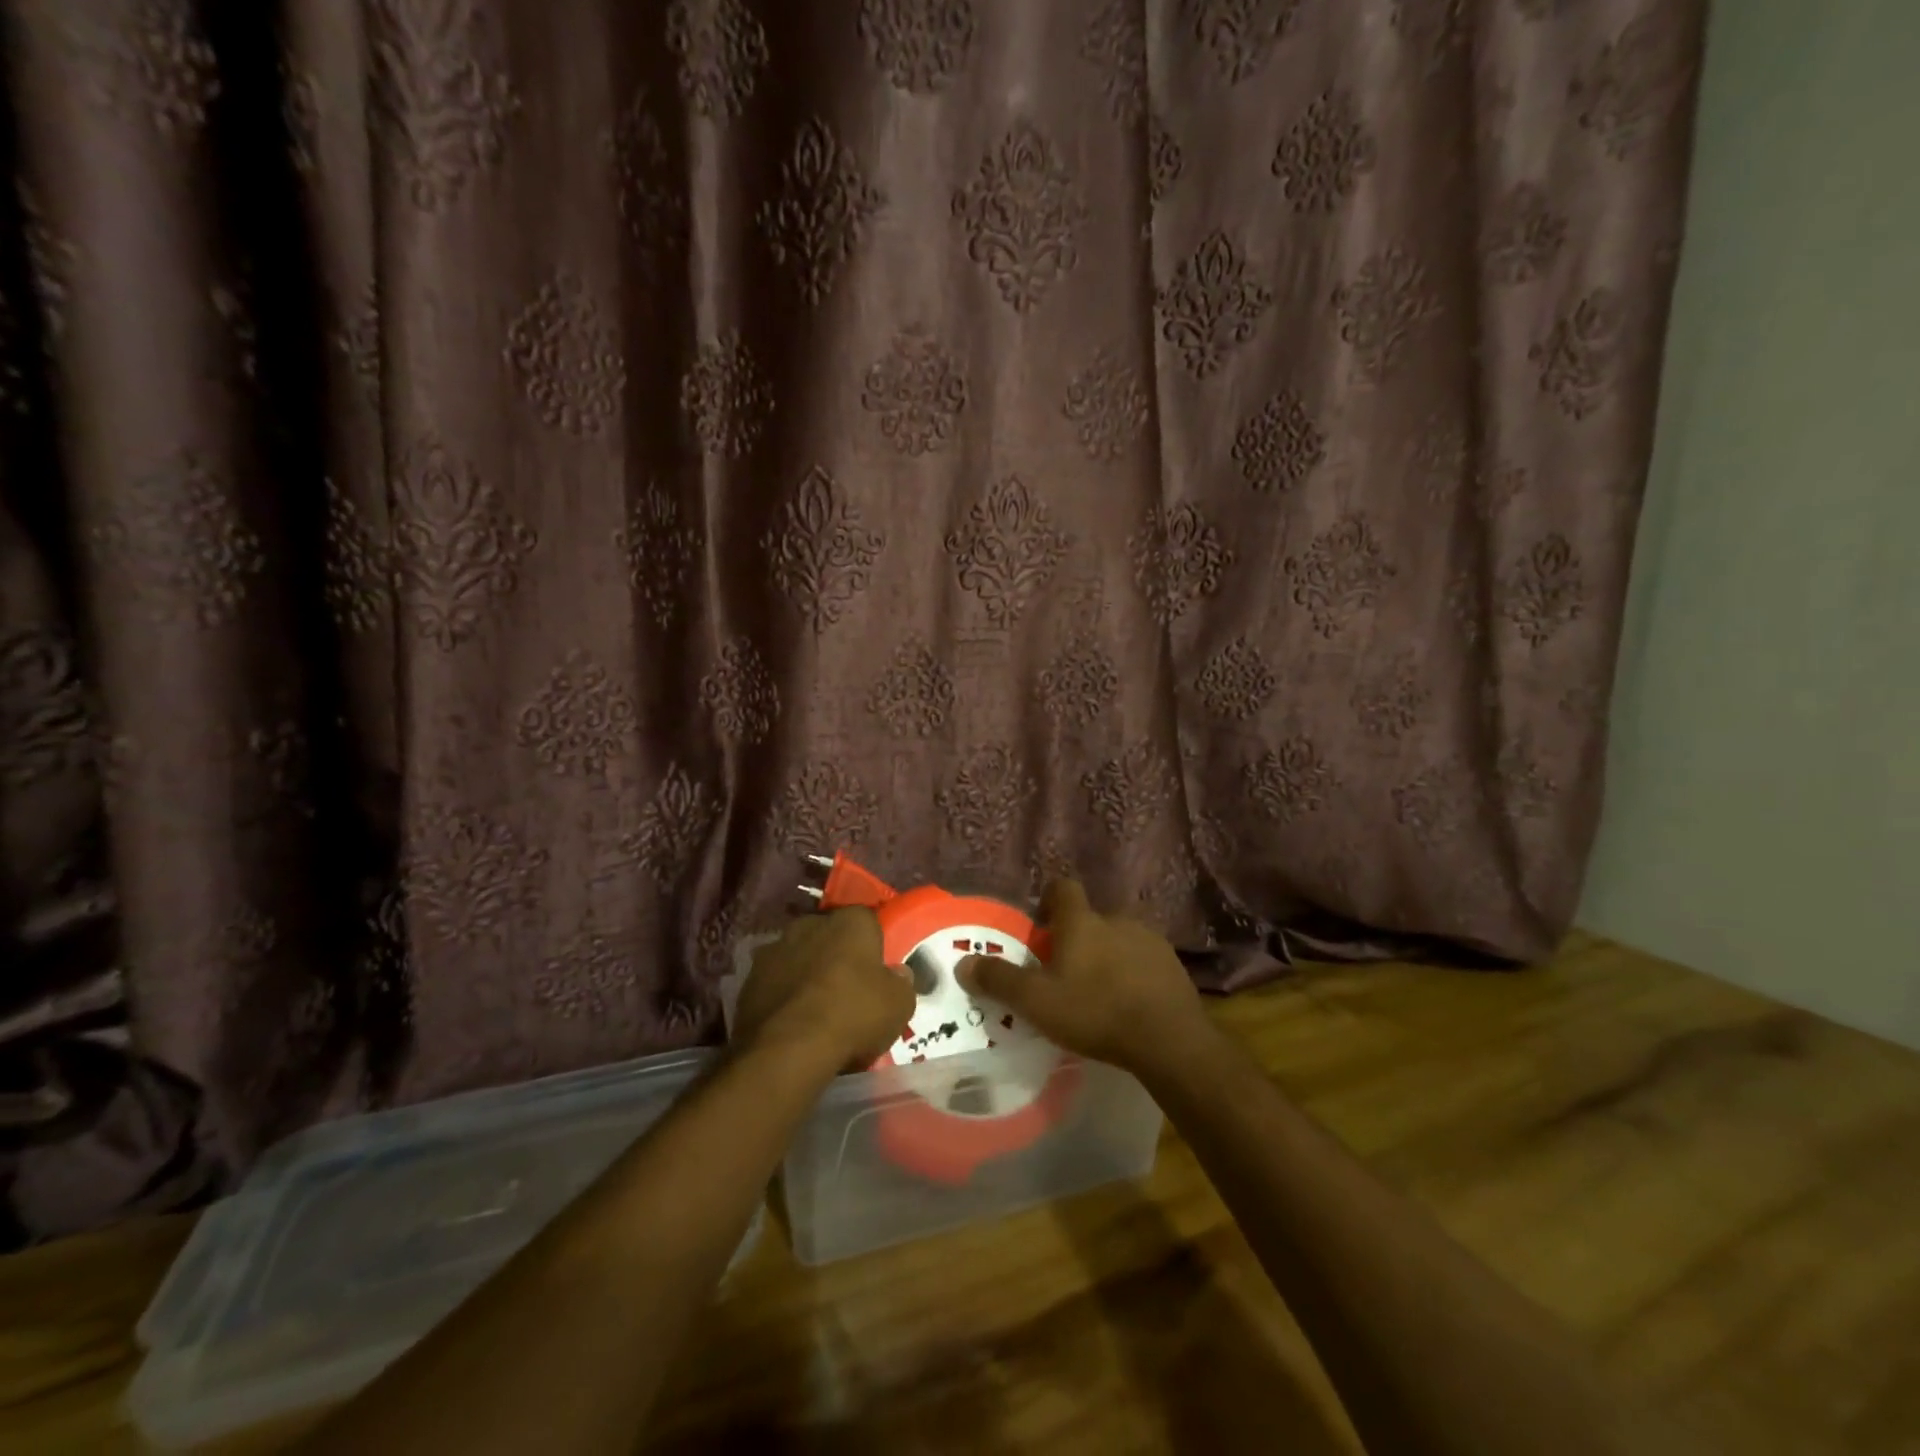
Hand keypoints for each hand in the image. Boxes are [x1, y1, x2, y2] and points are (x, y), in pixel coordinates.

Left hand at [731, 907, 914, 1071]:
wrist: (787, 1050)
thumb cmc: (853, 1015)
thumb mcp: (899, 1005)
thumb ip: (901, 983)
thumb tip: (897, 975)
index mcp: (851, 921)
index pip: (868, 921)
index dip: (874, 946)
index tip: (877, 972)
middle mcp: (810, 923)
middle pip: (830, 935)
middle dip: (837, 956)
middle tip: (848, 989)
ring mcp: (775, 949)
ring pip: (799, 957)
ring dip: (807, 974)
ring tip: (816, 1010)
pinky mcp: (749, 979)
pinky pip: (776, 982)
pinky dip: (784, 996)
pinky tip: (792, 1023)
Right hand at [958, 879, 1212, 1075]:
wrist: (1167, 1039)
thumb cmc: (1094, 1011)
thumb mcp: (1037, 1002)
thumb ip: (999, 980)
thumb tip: (963, 963)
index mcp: (1081, 921)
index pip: (1062, 888)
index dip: (1049, 901)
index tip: (1041, 927)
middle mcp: (1116, 919)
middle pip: (1090, 918)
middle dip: (1077, 938)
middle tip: (1065, 972)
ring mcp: (1149, 939)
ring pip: (1119, 938)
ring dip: (1107, 955)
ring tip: (1099, 991)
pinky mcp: (1173, 963)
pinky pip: (1144, 959)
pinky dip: (1133, 973)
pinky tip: (1130, 1003)